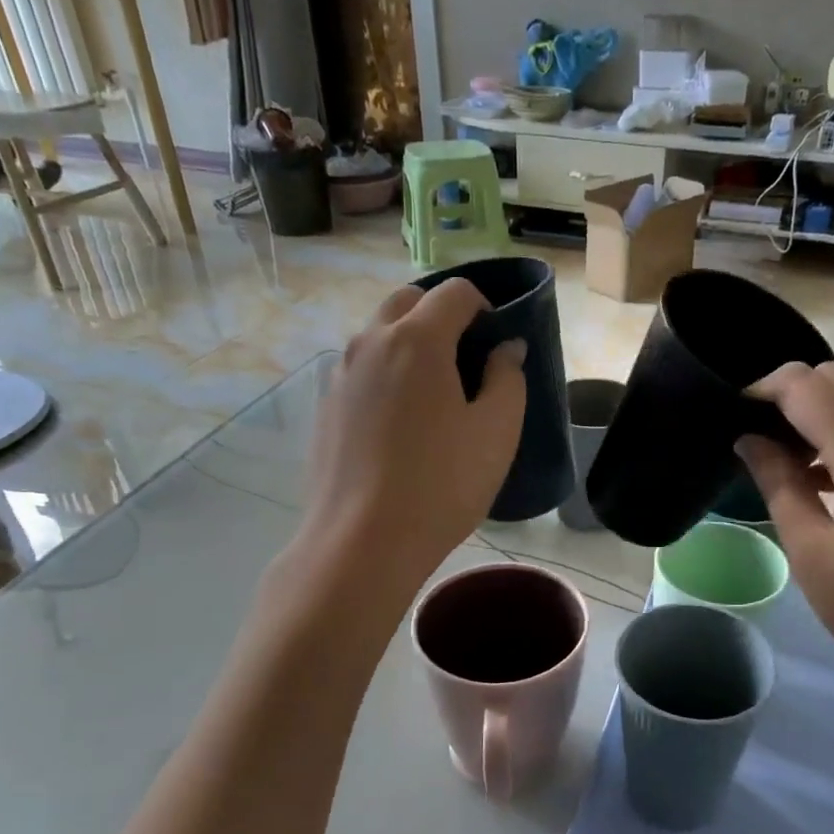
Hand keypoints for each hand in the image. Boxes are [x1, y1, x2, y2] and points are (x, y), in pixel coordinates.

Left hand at [301, 280, 525, 593]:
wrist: (362, 541)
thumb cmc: (442, 484)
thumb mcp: (497, 432)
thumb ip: (508, 378)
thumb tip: (506, 349)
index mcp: (417, 340)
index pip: (455, 292)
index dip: (484, 306)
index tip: (496, 341)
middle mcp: (370, 343)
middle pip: (407, 303)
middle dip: (440, 316)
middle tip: (465, 361)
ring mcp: (341, 376)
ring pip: (378, 337)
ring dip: (409, 346)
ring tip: (433, 398)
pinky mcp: (326, 409)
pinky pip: (361, 373)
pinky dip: (385, 377)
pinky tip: (400, 428)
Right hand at [738, 361, 833, 712]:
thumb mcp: (815, 556)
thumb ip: (780, 487)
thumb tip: (750, 440)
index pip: (805, 386)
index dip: (761, 390)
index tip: (727, 416)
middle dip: (788, 397)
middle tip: (752, 443)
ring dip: (815, 417)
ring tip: (778, 465)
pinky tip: (818, 483)